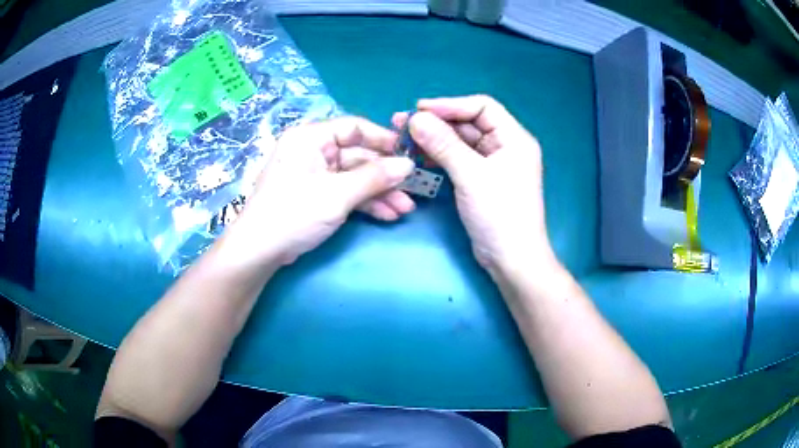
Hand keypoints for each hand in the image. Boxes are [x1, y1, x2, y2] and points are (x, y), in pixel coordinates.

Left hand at [225, 117, 414, 266]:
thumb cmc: (294, 213)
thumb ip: (375, 177)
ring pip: (355, 177)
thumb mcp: (337, 194)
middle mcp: (313, 151)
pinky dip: (365, 203)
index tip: (408, 154)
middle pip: (358, 156)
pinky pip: (346, 192)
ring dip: (380, 193)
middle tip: (412, 189)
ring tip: (405, 209)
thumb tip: (408, 165)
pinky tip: (387, 215)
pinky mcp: (316, 195)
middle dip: (385, 176)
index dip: (383, 140)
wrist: (260, 251)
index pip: (354, 128)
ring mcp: (315, 174)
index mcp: (310, 137)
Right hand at [393, 95, 553, 276]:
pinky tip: (418, 156)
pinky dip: (440, 156)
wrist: (511, 260)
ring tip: (404, 139)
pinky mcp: (482, 180)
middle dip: (437, 122)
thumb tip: (415, 118)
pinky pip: (458, 159)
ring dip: (434, 139)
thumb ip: (443, 144)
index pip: (482, 107)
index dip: (450, 105)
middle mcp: (505, 146)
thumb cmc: (499, 215)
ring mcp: (493, 164)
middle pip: (469, 123)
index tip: (419, 110)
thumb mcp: (471, 175)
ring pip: (461, 142)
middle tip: (403, 124)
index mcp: (514, 138)